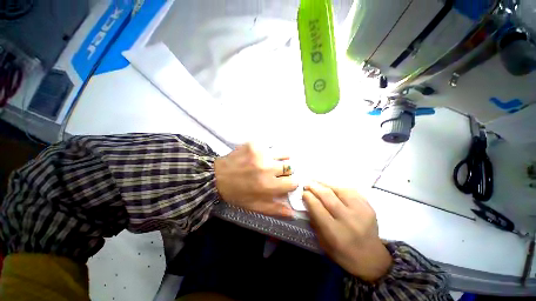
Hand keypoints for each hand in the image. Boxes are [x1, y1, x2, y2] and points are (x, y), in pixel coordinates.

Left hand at [214, 143, 297, 217]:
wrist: (217, 176)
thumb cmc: (237, 194)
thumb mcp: (255, 206)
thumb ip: (275, 209)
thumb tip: (293, 212)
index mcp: (268, 185)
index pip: (293, 182)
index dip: (290, 183)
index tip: (285, 182)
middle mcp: (267, 168)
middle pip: (289, 167)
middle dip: (285, 172)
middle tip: (276, 173)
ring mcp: (261, 153)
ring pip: (284, 154)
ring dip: (280, 159)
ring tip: (271, 162)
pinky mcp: (255, 144)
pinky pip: (271, 146)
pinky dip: (270, 151)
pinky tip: (262, 155)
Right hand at [303, 183, 391, 281]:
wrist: (372, 259)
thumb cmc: (344, 254)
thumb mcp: (323, 243)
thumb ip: (315, 222)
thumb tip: (307, 203)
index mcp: (335, 232)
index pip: (317, 207)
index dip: (308, 197)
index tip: (303, 192)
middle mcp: (348, 220)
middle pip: (328, 197)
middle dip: (315, 188)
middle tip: (307, 184)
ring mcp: (361, 212)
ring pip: (340, 190)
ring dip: (326, 185)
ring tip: (318, 182)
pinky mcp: (369, 207)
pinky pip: (351, 191)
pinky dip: (339, 187)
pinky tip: (332, 187)